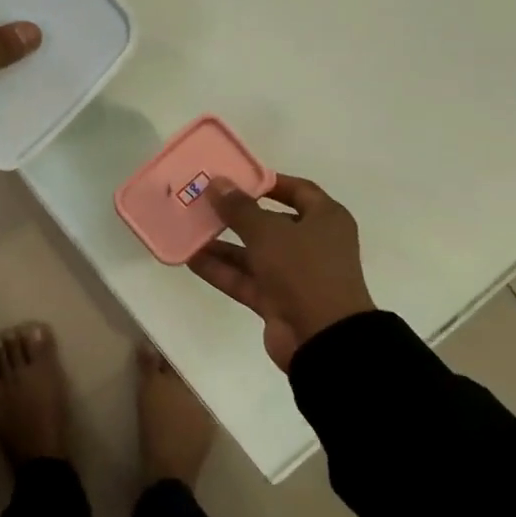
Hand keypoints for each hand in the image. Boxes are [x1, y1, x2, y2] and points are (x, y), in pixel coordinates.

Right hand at [187, 174, 374, 371]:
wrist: (323, 339)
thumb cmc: (304, 270)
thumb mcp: (268, 232)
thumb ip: (239, 208)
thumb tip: (217, 182)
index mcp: (326, 219)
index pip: (298, 190)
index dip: (267, 182)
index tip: (235, 177)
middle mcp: (313, 244)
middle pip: (271, 222)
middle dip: (237, 214)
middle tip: (203, 201)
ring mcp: (295, 275)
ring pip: (254, 253)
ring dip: (223, 244)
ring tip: (189, 229)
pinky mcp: (278, 301)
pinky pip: (246, 280)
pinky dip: (222, 270)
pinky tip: (191, 259)